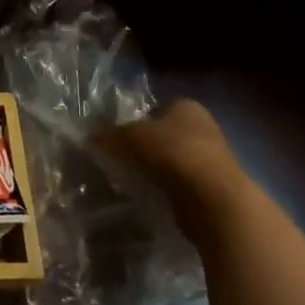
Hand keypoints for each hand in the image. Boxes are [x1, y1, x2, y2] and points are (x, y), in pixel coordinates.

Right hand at [101, 99, 246, 239]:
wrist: (212, 198)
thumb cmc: (170, 153)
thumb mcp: (127, 137)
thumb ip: (107, 135)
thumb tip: (89, 138)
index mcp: (185, 105)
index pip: (154, 108)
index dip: (134, 121)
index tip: (119, 139)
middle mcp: (203, 126)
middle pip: (165, 135)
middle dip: (146, 147)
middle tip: (123, 160)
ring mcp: (213, 158)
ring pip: (174, 160)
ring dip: (157, 170)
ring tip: (135, 181)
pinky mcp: (215, 187)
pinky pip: (183, 183)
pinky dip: (169, 189)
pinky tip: (154, 196)